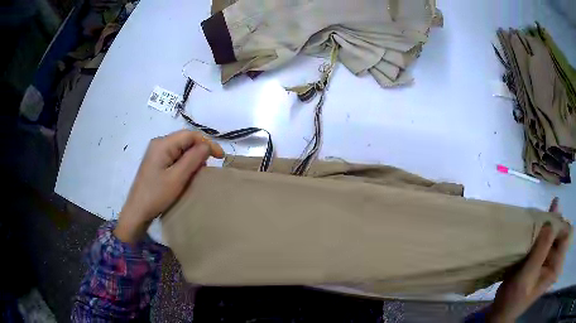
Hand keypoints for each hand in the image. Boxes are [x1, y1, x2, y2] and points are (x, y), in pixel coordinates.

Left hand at [114, 130, 223, 242]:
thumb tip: (207, 146)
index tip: (220, 157)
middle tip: (208, 167)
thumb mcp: (177, 178)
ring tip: (198, 172)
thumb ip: (193, 159)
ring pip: (181, 148)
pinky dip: (185, 163)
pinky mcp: (156, 161)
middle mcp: (159, 143)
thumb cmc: (156, 195)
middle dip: (200, 151)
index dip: (207, 143)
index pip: (190, 135)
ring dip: (193, 157)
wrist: (137, 211)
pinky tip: (187, 173)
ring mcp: (156, 152)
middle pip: (185, 140)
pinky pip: (175, 156)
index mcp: (162, 144)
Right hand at [487, 198, 571, 322]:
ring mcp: (549, 260)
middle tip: (544, 213)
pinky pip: (545, 239)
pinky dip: (541, 230)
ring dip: (547, 225)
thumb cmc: (515, 298)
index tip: (551, 214)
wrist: (501, 310)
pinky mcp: (542, 259)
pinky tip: (536, 225)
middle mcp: (555, 261)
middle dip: (553, 222)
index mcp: (556, 267)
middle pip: (560, 233)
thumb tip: (552, 217)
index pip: (565, 236)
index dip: (560, 223)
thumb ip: (541, 249)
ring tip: (539, 217)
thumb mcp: (528, 276)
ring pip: (553, 234)